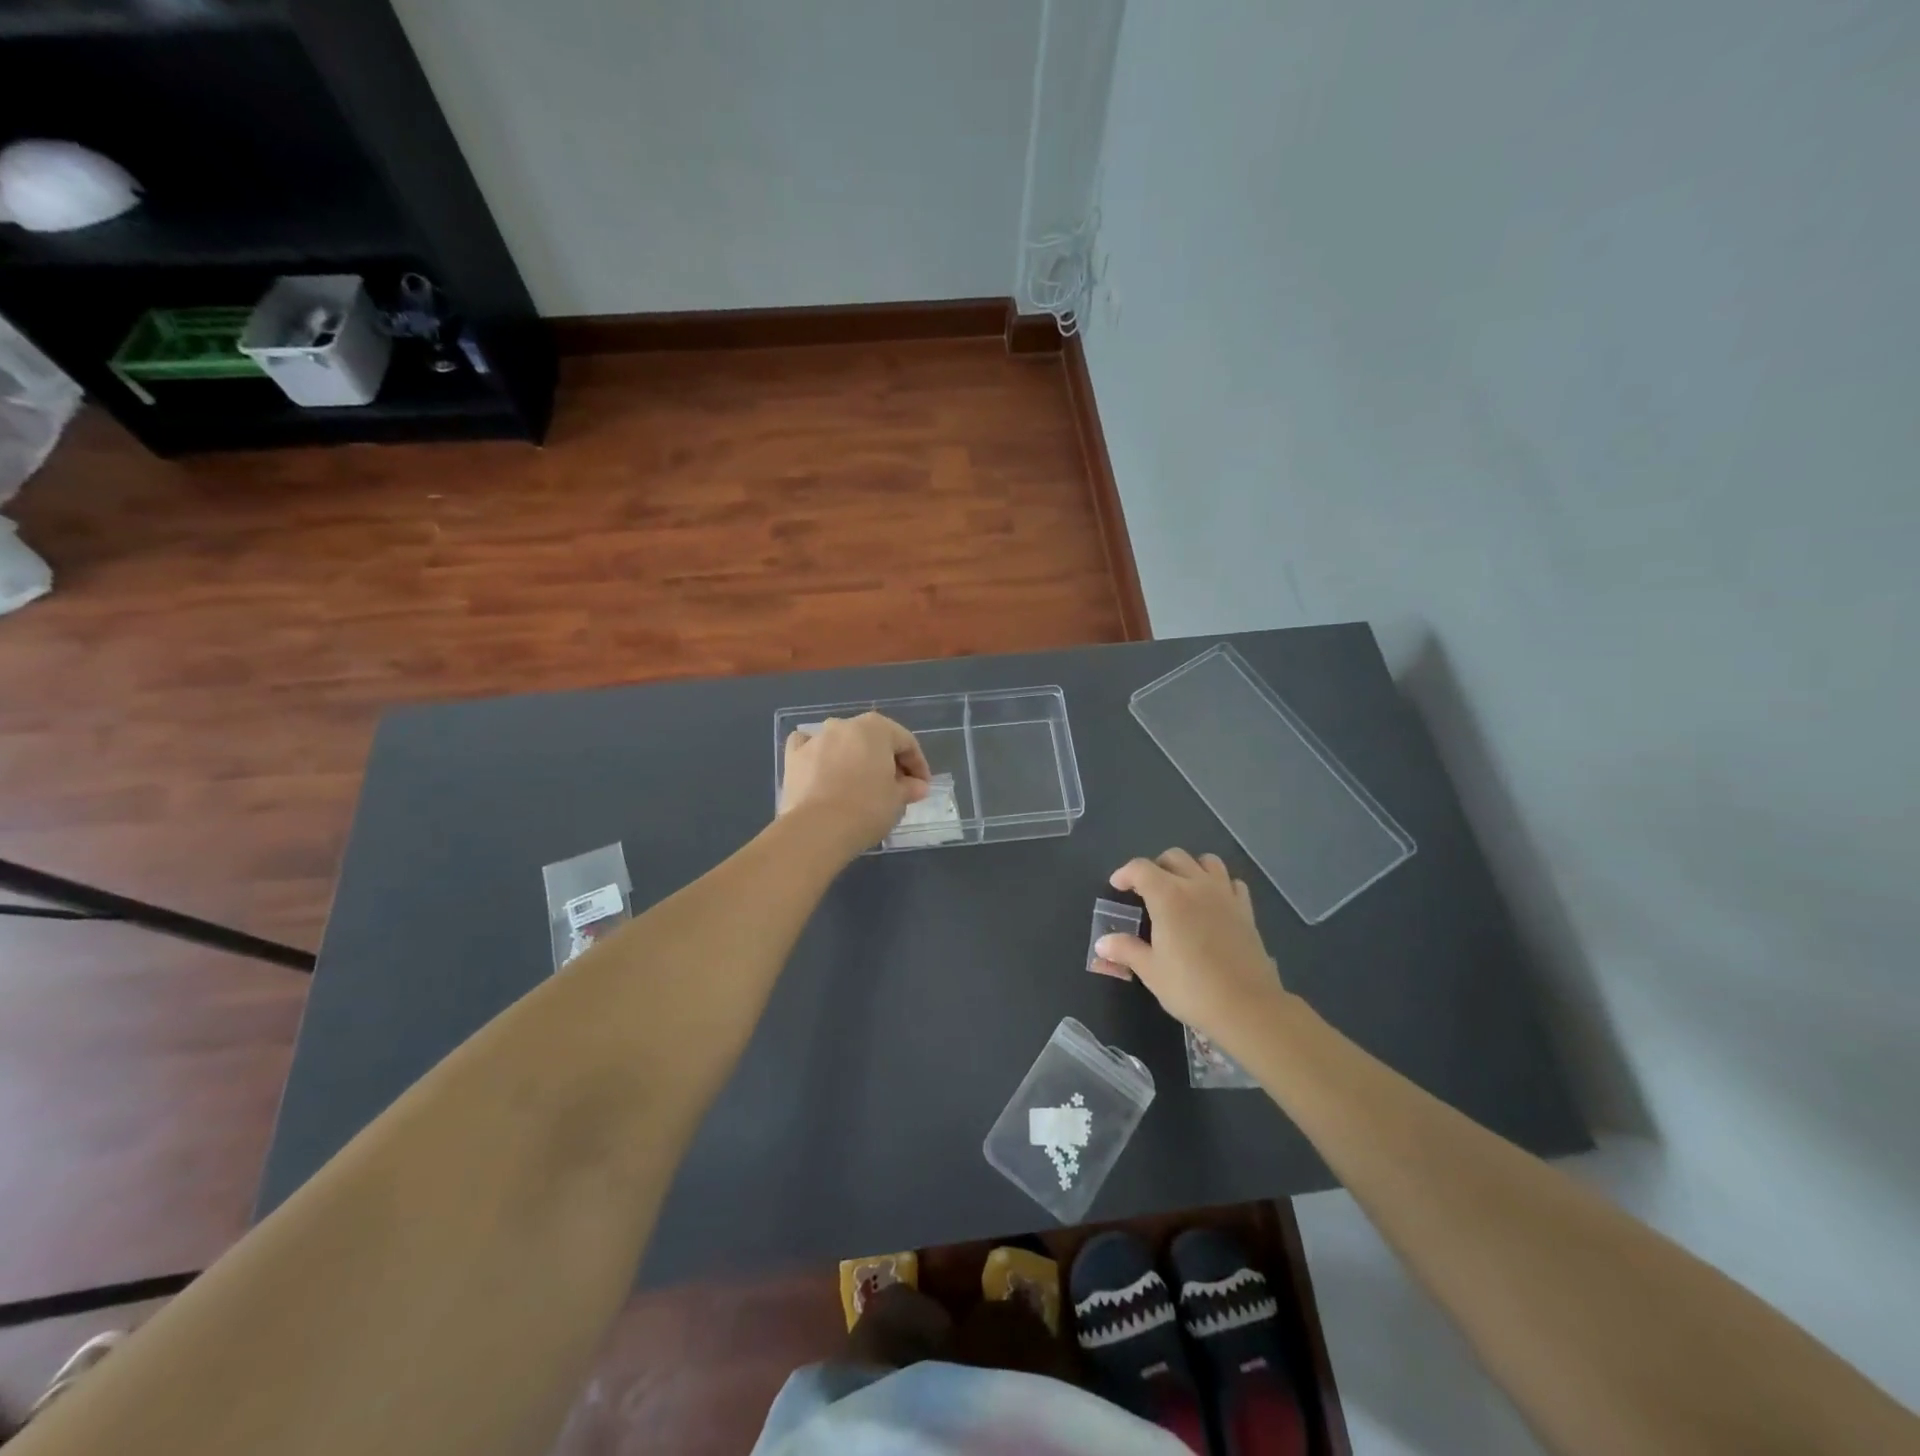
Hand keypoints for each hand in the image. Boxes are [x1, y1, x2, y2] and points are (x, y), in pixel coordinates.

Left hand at [779, 713, 931, 856]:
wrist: (817, 829)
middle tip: (896, 787)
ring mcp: (816, 739)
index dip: (918, 765)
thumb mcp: (897, 800)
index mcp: (875, 728)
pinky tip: (824, 770)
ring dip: (855, 758)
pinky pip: (811, 748)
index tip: (922, 787)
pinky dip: (820, 756)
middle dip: (887, 760)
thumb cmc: (867, 808)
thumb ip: (909, 788)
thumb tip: (917, 786)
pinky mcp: (793, 757)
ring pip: (842, 742)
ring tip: (862, 785)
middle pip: (873, 740)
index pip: (905, 741)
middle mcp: (844, 725)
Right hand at [1095, 850, 1287, 1045]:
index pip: (1140, 868)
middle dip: (1156, 867)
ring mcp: (1225, 895)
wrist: (1247, 1007)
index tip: (1117, 886)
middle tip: (1147, 890)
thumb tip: (1102, 943)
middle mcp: (1196, 886)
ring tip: (1181, 889)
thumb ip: (1126, 950)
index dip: (1125, 873)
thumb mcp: (1151, 971)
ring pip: (1207, 861)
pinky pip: (1232, 882)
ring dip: (1190, 868)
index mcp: (1168, 896)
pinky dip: (1219, 884)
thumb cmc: (1191, 987)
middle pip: (1174, 857)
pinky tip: (1213, 903)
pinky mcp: (1246, 910)